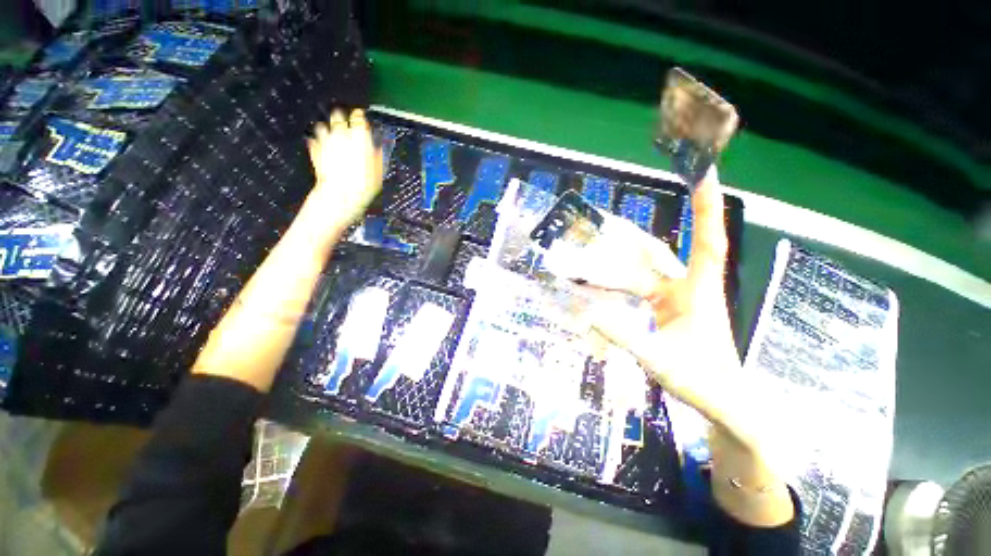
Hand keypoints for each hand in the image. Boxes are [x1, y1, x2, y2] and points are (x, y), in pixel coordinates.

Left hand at [307, 108, 382, 227]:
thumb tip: (378, 148)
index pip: (359, 118)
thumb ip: (378, 156)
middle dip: (341, 117)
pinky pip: (314, 141)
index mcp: (359, 137)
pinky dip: (317, 142)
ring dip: (327, 128)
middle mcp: (341, 135)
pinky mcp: (315, 151)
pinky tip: (319, 145)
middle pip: (338, 117)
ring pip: (323, 127)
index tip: (361, 116)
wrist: (340, 195)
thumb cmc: (363, 185)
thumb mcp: (379, 172)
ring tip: (330, 131)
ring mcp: (326, 142)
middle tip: (343, 118)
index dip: (360, 117)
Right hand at [589, 168, 744, 442]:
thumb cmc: (703, 382)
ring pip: (643, 272)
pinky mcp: (666, 311)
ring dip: (618, 266)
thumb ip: (625, 336)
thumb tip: (589, 313)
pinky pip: (639, 289)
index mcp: (698, 292)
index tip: (703, 173)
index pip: (706, 241)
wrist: (724, 404)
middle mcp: (687, 288)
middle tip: (605, 224)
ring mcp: (675, 300)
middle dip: (632, 239)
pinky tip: (599, 287)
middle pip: (658, 254)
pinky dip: (620, 285)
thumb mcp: (660, 360)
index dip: (706, 207)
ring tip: (588, 261)